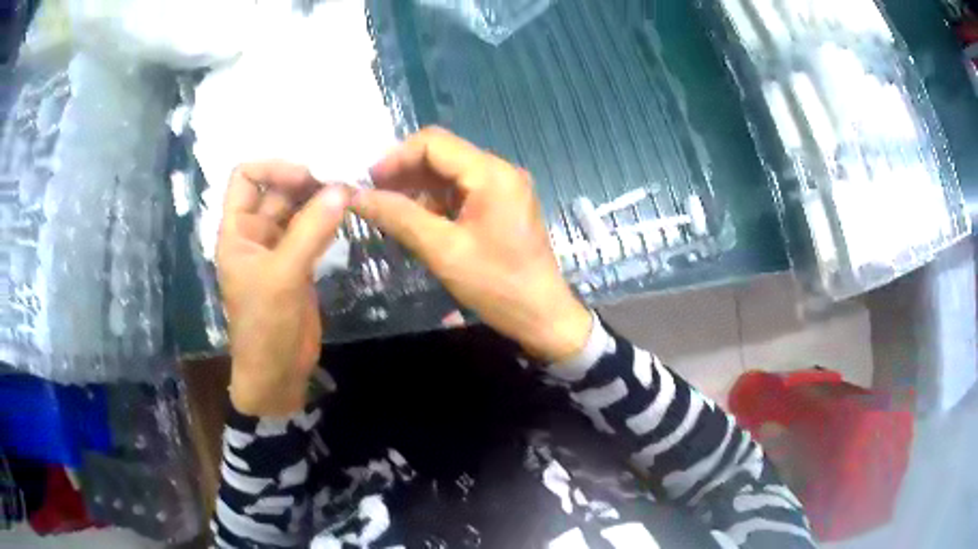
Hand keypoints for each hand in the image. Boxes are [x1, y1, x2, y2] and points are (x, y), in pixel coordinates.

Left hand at [216, 162, 348, 415]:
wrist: (277, 374)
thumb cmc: (265, 326)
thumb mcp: (283, 276)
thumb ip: (310, 231)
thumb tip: (342, 189)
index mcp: (237, 231)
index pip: (245, 177)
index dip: (273, 168)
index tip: (307, 176)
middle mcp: (255, 233)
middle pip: (276, 189)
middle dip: (305, 180)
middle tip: (340, 178)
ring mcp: (278, 248)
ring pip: (297, 209)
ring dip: (320, 198)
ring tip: (350, 191)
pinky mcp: (298, 263)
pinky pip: (312, 230)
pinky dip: (328, 219)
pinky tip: (347, 213)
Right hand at [353, 127, 591, 362]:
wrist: (542, 316)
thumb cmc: (496, 285)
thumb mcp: (442, 250)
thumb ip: (398, 217)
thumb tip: (356, 196)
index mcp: (491, 173)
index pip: (434, 143)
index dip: (396, 157)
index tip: (368, 182)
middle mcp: (500, 171)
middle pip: (442, 155)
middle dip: (404, 171)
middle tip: (373, 196)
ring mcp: (503, 188)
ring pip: (449, 173)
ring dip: (417, 187)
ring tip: (387, 209)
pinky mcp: (501, 206)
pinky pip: (461, 192)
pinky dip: (435, 201)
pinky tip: (414, 219)